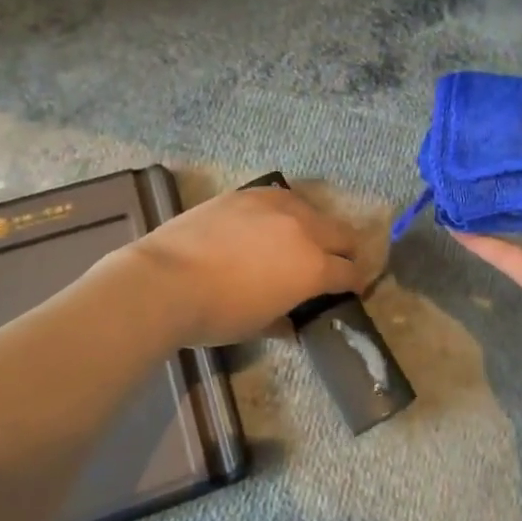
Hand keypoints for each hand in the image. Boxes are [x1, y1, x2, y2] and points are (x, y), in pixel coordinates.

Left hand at [126, 186, 366, 345]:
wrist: (166, 281)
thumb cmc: (217, 314)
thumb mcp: (258, 326)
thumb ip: (284, 320)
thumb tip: (292, 324)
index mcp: (313, 268)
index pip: (350, 272)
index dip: (355, 283)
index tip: (352, 289)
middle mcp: (304, 229)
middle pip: (342, 233)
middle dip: (345, 251)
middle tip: (335, 264)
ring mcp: (275, 205)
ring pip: (312, 210)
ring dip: (316, 227)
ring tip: (301, 240)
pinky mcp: (247, 194)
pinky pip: (279, 198)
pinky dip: (284, 212)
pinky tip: (269, 223)